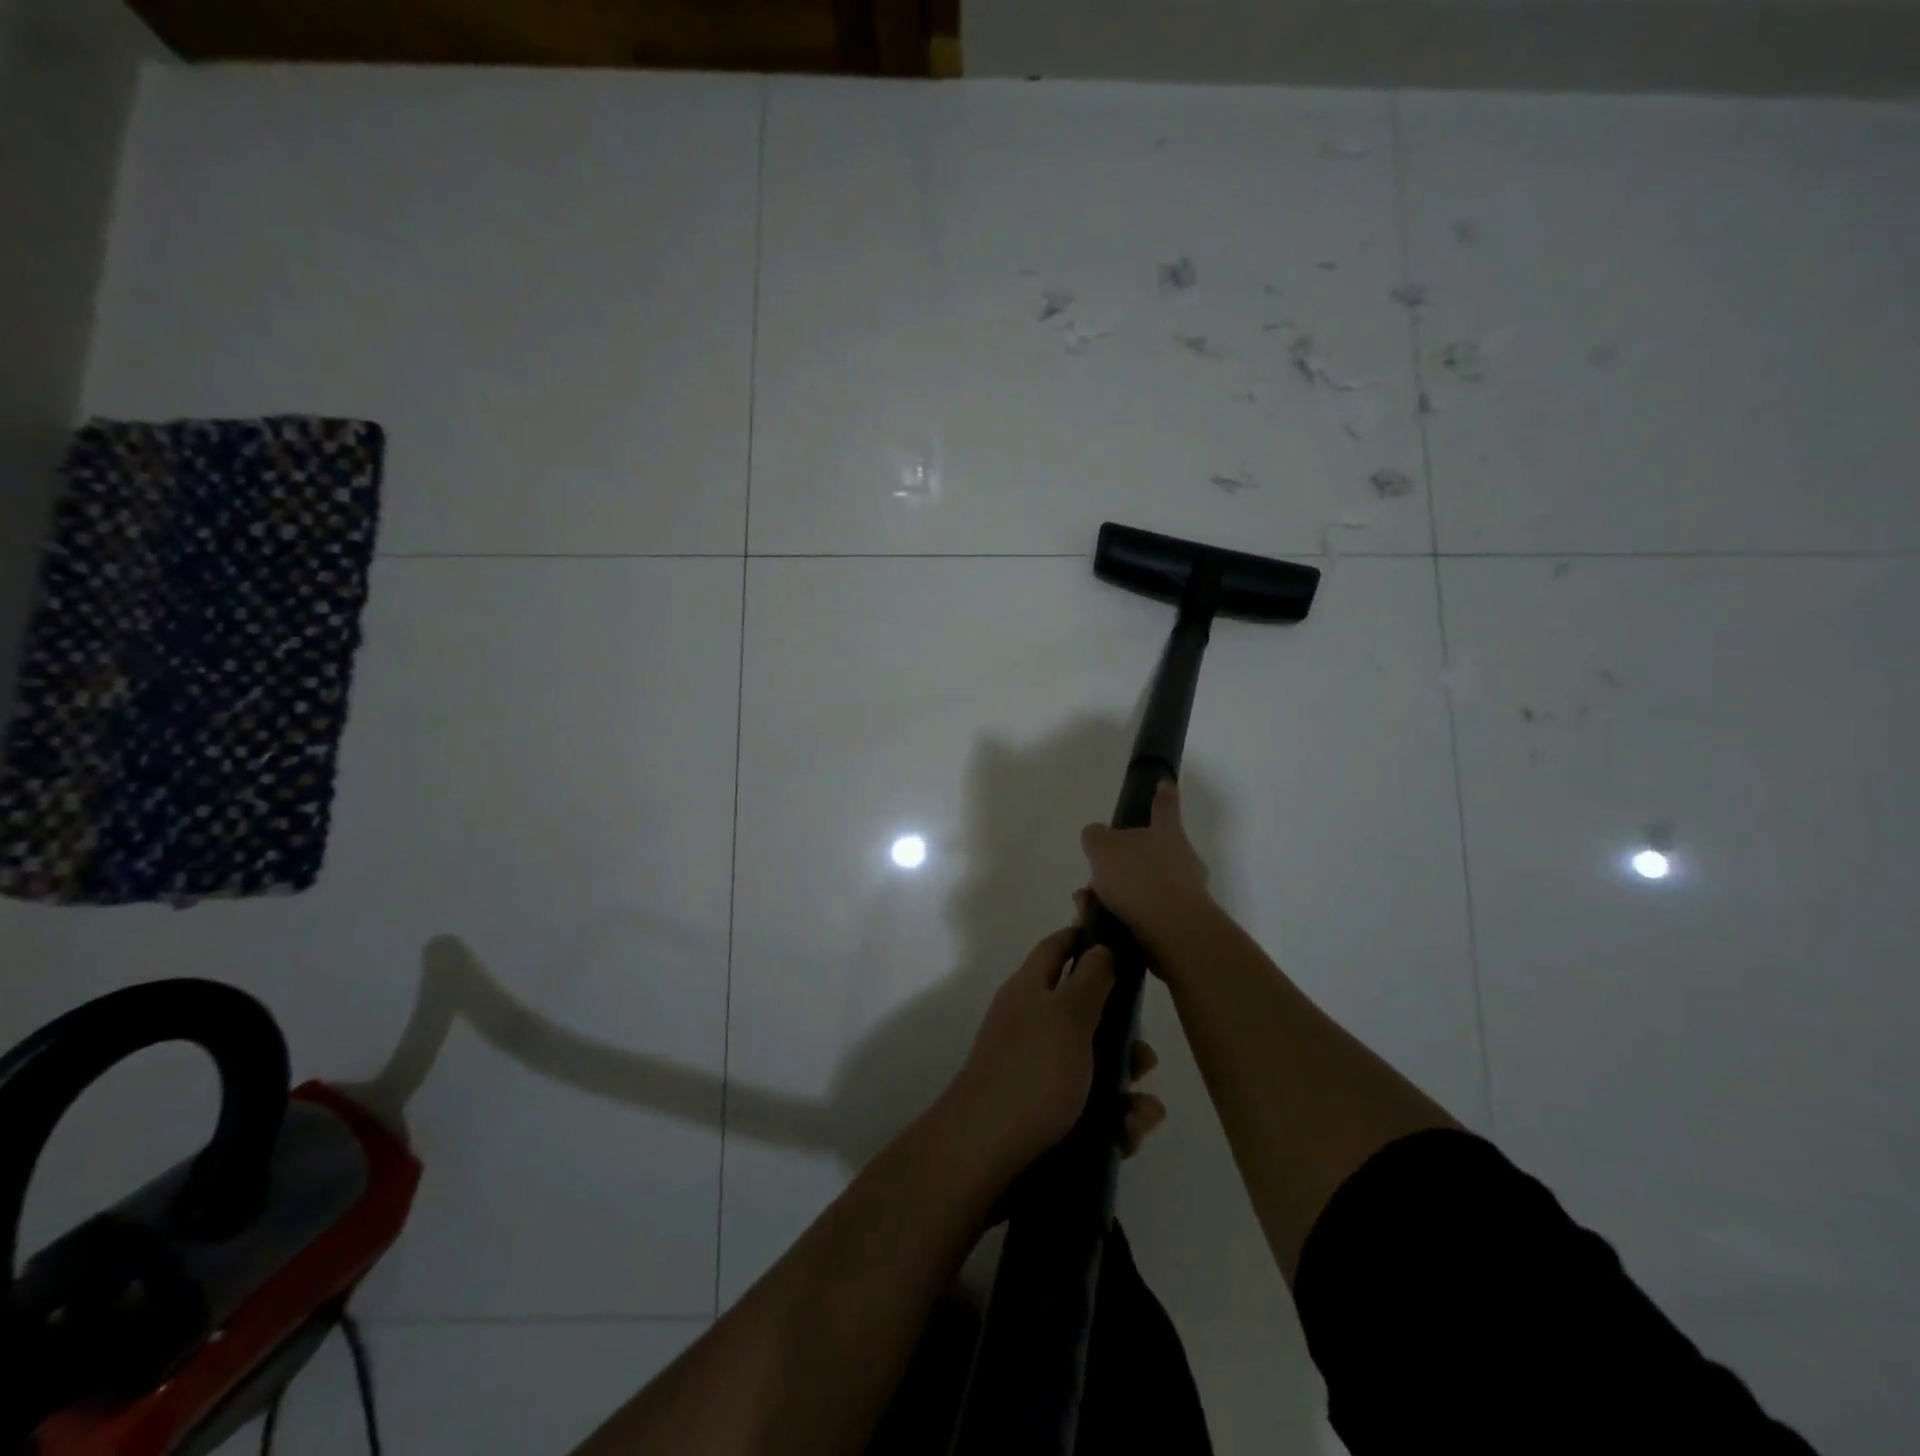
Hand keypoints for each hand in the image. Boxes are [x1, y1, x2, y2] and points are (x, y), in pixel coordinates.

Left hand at [938, 925, 1167, 1180]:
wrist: (985, 1157)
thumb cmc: (1031, 1073)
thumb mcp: (1066, 1015)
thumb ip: (1090, 979)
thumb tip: (1100, 946)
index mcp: (1030, 990)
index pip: (1058, 948)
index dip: (1088, 939)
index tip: (1126, 942)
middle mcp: (1032, 1025)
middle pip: (1085, 1014)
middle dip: (1123, 1036)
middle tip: (1145, 1058)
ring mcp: (1037, 1072)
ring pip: (1095, 1067)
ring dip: (1126, 1088)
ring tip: (1142, 1113)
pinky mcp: (1046, 1116)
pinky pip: (1091, 1110)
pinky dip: (1114, 1122)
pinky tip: (1127, 1136)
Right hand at [1080, 780, 1213, 958]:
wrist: (1175, 934)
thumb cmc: (1140, 879)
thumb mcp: (1104, 848)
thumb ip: (1096, 837)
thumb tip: (1097, 836)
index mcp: (1167, 832)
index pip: (1165, 805)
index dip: (1162, 793)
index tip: (1165, 783)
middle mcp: (1182, 859)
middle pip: (1150, 852)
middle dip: (1121, 863)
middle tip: (1095, 875)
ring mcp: (1185, 893)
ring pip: (1142, 886)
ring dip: (1114, 894)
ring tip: (1086, 907)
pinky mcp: (1180, 925)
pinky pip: (1143, 914)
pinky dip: (1119, 917)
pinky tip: (1097, 925)